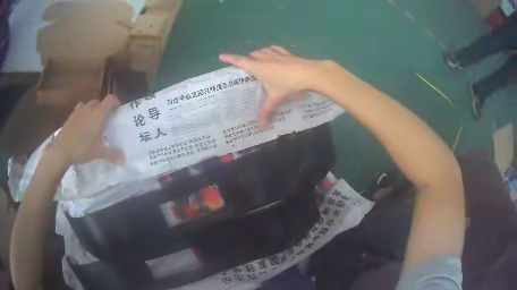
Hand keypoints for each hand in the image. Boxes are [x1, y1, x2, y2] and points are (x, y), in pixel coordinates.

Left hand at [46, 95, 124, 166]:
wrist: (61, 149)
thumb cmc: (82, 148)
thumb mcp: (99, 153)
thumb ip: (112, 154)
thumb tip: (124, 160)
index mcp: (99, 114)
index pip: (110, 99)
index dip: (116, 101)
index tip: (118, 109)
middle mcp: (89, 109)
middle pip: (99, 102)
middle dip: (103, 108)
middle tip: (105, 119)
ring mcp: (78, 112)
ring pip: (87, 105)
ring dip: (91, 109)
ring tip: (92, 121)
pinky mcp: (70, 117)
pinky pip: (78, 111)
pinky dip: (81, 115)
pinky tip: (80, 125)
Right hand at [219, 45, 331, 126]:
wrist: (309, 74)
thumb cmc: (288, 84)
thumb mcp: (276, 98)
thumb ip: (267, 111)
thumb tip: (261, 126)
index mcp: (258, 67)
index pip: (239, 61)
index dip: (230, 58)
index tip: (221, 56)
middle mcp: (265, 58)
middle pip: (251, 55)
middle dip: (248, 59)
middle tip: (249, 69)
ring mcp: (276, 54)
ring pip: (263, 50)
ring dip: (259, 54)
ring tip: (260, 62)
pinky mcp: (287, 54)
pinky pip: (276, 49)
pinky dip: (272, 51)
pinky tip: (275, 54)